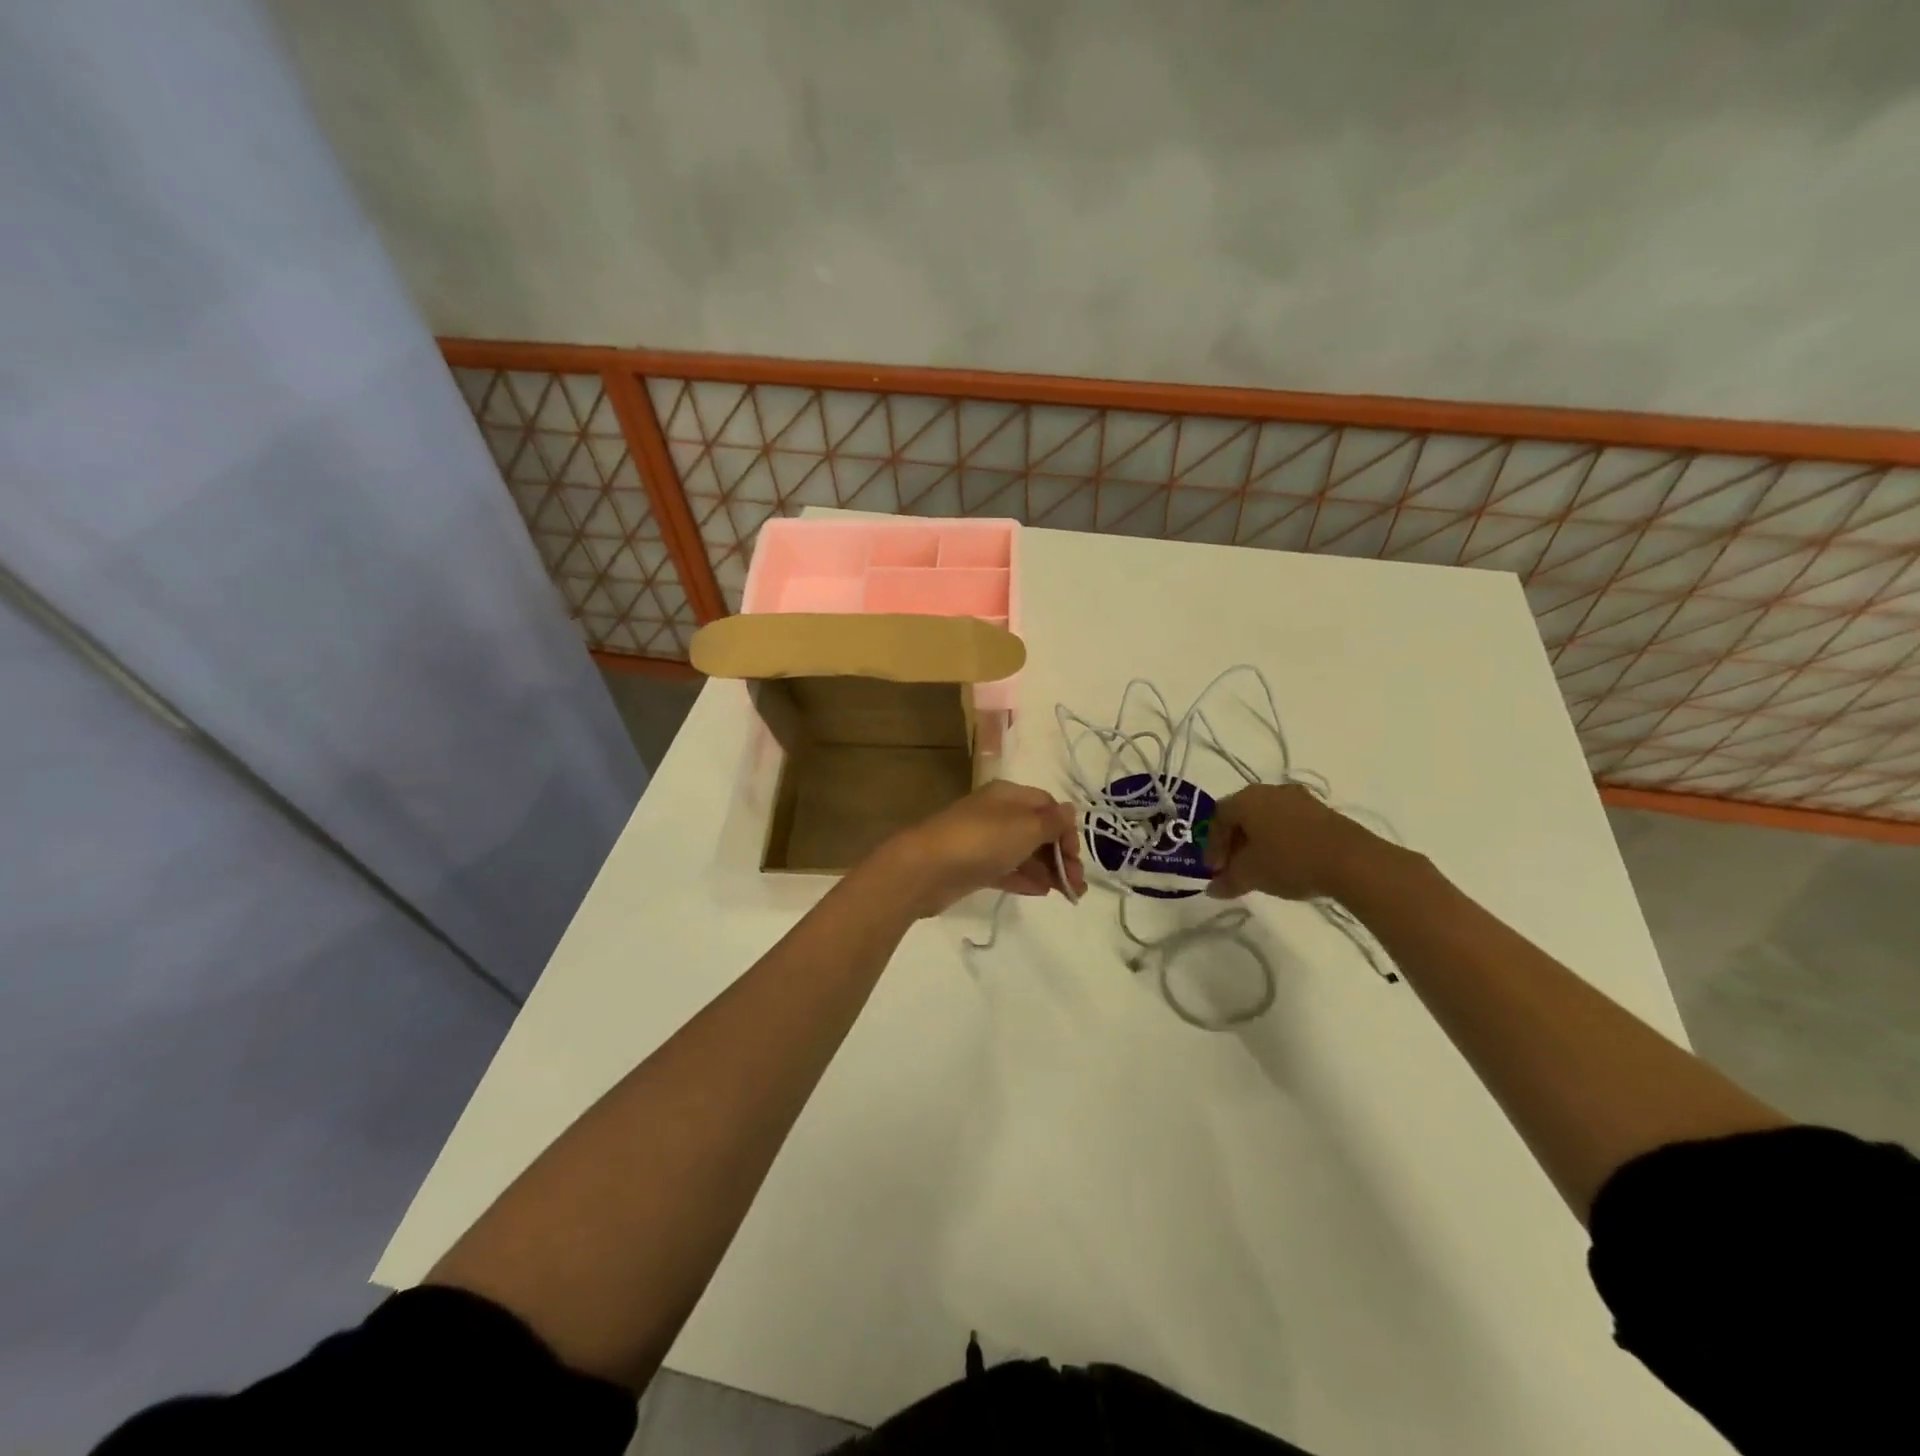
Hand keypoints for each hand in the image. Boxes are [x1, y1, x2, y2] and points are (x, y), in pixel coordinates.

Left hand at [875, 781, 1086, 917]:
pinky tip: (1041, 892)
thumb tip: (1070, 810)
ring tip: (1067, 894)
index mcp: (1009, 795)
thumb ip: (1052, 821)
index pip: (1048, 806)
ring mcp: (983, 841)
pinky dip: (1026, 878)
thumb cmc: (982, 840)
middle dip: (1061, 855)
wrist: (925, 869)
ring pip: (1023, 852)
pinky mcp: (973, 867)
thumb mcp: (1026, 826)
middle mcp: (997, 814)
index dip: (1066, 829)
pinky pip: (1006, 869)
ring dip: (1047, 870)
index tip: (1075, 857)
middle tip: (1076, 884)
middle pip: (1037, 830)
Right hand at [1201, 784, 1385, 901]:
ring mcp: (1300, 798)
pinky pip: (1289, 822)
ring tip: (1261, 868)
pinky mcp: (1323, 811)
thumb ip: (1227, 880)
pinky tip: (1286, 862)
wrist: (1353, 861)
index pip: (1217, 817)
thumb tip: (1212, 888)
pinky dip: (1280, 840)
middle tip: (1234, 869)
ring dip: (1258, 842)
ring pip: (1267, 818)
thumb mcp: (1251, 875)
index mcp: (1246, 798)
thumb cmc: (1290, 861)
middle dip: (1234, 843)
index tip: (1216, 870)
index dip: (1212, 845)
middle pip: (1242, 815)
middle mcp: (1270, 790)